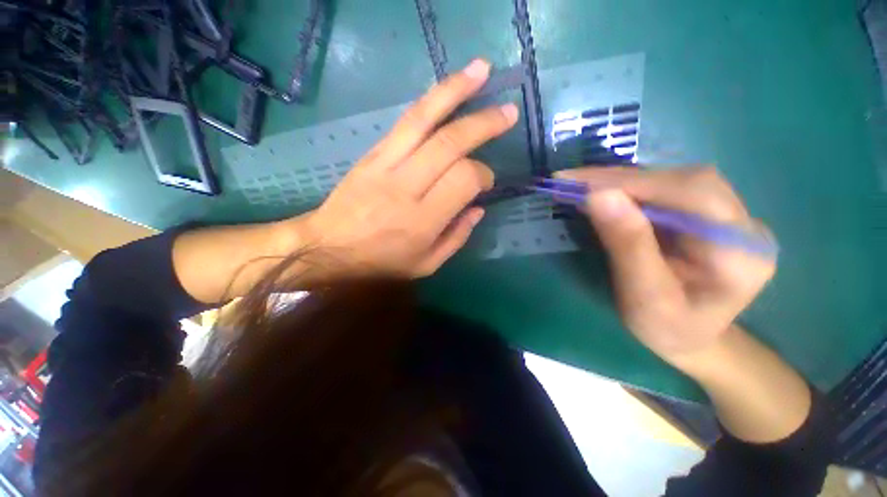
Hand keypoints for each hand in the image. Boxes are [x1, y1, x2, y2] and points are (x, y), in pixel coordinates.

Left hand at [295, 59, 517, 279]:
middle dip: (483, 124)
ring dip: (456, 92)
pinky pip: (405, 121)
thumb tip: (478, 208)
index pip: (463, 180)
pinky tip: (448, 88)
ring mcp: (386, 164)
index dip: (482, 175)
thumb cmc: (381, 262)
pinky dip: (430, 101)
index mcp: (422, 220)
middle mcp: (406, 186)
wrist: (328, 247)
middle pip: (450, 144)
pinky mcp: (372, 153)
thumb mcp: (426, 265)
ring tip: (482, 71)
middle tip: (508, 113)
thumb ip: (456, 238)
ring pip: (424, 119)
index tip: (486, 182)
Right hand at [557, 166, 776, 361]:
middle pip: (684, 180)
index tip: (576, 182)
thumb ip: (627, 246)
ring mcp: (730, 217)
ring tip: (583, 188)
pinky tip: (607, 195)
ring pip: (675, 180)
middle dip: (622, 179)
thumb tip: (597, 196)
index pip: (691, 194)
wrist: (691, 339)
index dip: (631, 182)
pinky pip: (668, 190)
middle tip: (572, 183)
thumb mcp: (644, 298)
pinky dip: (631, 189)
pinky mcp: (709, 215)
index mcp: (741, 253)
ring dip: (624, 181)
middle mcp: (744, 225)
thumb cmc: (667, 330)